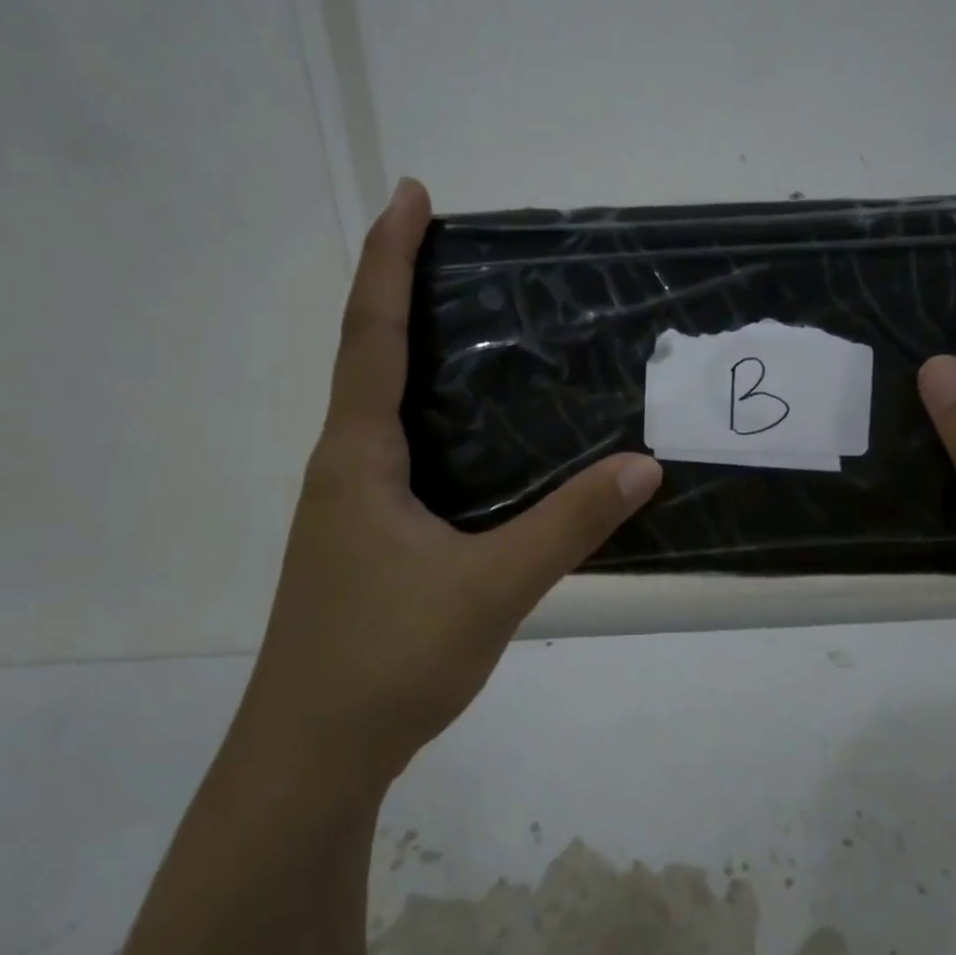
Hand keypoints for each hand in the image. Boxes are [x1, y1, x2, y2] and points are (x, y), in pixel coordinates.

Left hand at [239, 178, 662, 783]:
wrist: (310, 759)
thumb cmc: (385, 661)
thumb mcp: (490, 588)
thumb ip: (569, 525)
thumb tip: (645, 465)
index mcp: (358, 458)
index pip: (371, 335)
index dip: (387, 260)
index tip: (411, 196)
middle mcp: (345, 466)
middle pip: (369, 355)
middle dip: (404, 289)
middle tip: (460, 249)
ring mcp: (351, 504)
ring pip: (385, 406)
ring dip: (416, 352)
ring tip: (476, 324)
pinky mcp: (366, 537)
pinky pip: (401, 449)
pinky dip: (433, 413)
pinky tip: (478, 434)